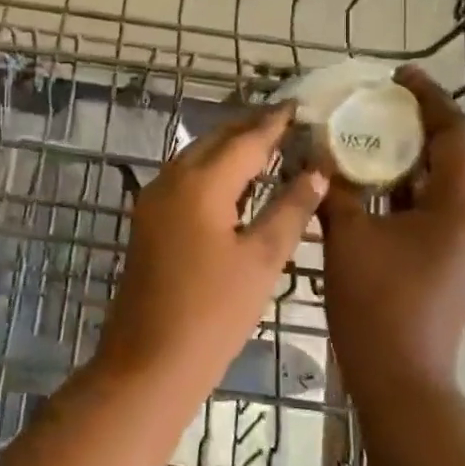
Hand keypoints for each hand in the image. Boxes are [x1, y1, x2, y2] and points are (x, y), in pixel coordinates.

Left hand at [97, 105, 328, 396]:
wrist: (149, 361)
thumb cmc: (213, 313)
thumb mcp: (261, 261)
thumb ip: (289, 210)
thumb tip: (316, 172)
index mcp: (200, 183)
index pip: (245, 141)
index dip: (273, 123)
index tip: (297, 105)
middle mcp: (171, 180)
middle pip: (215, 141)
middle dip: (249, 128)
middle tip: (286, 122)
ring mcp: (153, 200)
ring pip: (195, 157)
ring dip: (228, 148)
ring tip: (266, 146)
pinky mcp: (148, 220)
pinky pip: (183, 179)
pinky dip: (211, 170)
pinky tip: (233, 183)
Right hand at [319, 67, 464, 385]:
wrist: (401, 380)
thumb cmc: (379, 302)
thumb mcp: (349, 236)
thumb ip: (334, 188)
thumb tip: (317, 149)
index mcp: (458, 205)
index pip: (454, 133)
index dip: (428, 98)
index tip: (398, 75)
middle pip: (447, 156)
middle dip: (411, 126)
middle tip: (371, 103)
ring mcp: (456, 244)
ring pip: (432, 185)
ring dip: (400, 160)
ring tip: (360, 136)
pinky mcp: (440, 262)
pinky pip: (421, 210)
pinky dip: (395, 191)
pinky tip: (359, 185)